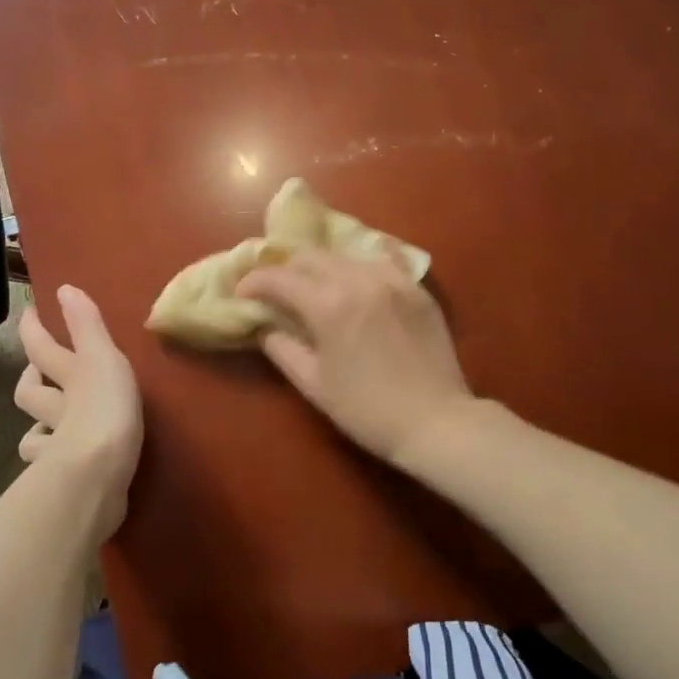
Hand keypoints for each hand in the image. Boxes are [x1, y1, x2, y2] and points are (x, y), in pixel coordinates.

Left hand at [13, 286, 142, 539]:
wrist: (98, 472)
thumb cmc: (104, 407)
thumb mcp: (102, 357)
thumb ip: (87, 325)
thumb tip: (63, 287)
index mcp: (68, 376)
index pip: (42, 347)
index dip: (33, 328)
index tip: (29, 312)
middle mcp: (56, 408)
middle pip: (31, 392)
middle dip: (30, 381)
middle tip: (35, 373)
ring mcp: (56, 446)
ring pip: (36, 434)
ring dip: (39, 427)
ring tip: (50, 425)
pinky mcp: (66, 478)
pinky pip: (51, 468)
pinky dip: (52, 462)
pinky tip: (63, 462)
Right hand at [235, 251, 476, 467]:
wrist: (435, 422)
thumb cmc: (366, 410)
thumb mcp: (314, 384)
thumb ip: (282, 349)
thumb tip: (265, 327)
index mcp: (328, 304)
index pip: (280, 278)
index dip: (254, 283)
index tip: (242, 294)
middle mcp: (359, 280)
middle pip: (311, 257)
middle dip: (286, 270)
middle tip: (276, 291)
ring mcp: (392, 279)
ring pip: (345, 256)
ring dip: (322, 267)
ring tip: (315, 287)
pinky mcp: (416, 287)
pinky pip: (382, 261)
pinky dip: (360, 266)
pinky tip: (356, 279)